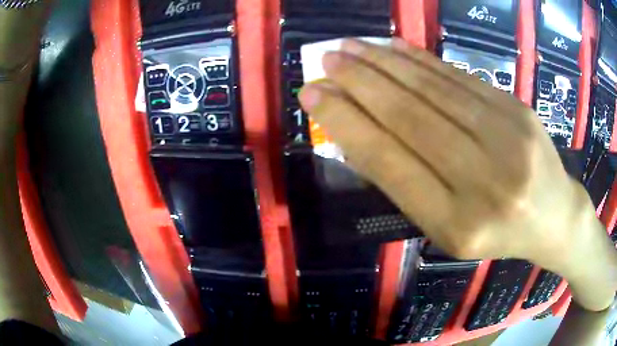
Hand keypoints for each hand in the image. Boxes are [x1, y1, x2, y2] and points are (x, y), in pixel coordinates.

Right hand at [298, 39, 614, 309]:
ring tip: (350, 47)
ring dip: (384, 63)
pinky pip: (459, 78)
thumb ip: (408, 183)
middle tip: (326, 59)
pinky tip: (394, 48)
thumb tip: (358, 131)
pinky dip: (421, 60)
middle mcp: (483, 180)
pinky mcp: (516, 108)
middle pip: (409, 117)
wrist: (553, 216)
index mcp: (457, 224)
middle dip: (359, 83)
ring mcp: (506, 138)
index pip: (389, 162)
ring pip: (433, 89)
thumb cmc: (498, 233)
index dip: (346, 123)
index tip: (313, 96)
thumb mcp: (448, 229)